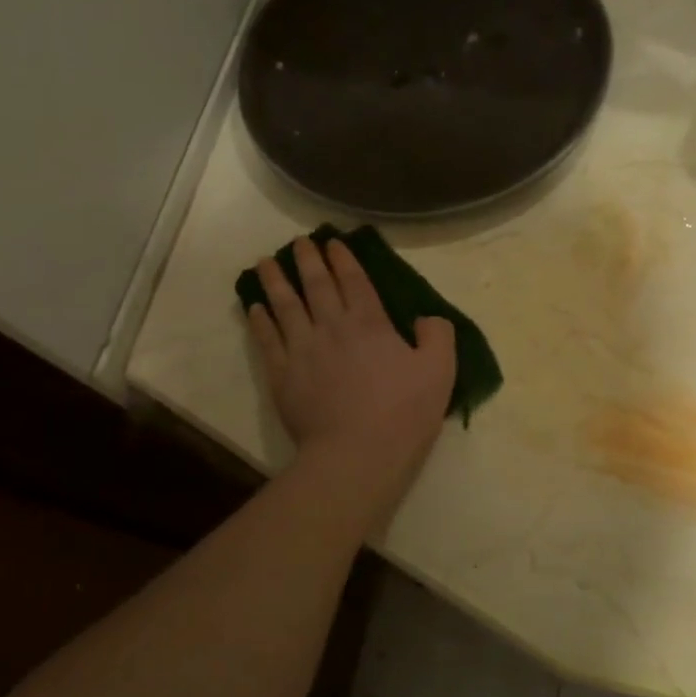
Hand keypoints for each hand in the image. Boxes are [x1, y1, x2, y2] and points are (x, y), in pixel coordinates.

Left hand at [247, 237, 456, 494]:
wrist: (357, 454)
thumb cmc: (403, 412)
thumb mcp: (440, 371)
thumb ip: (438, 335)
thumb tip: (425, 318)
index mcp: (370, 323)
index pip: (354, 281)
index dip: (343, 259)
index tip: (332, 242)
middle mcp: (332, 327)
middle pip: (315, 285)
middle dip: (307, 260)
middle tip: (298, 243)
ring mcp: (302, 350)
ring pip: (285, 306)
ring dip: (276, 281)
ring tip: (265, 263)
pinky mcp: (282, 376)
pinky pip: (267, 340)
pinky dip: (259, 321)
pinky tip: (254, 308)